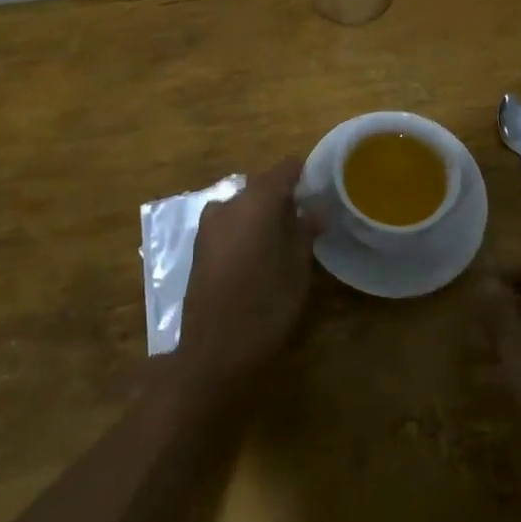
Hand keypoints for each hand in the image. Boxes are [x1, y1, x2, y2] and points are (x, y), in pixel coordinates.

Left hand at [174, 157, 319, 396]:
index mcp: (257, 201)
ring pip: (244, 204)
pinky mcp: (199, 246)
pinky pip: (230, 222)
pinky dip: (246, 228)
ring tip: (284, 237)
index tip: (321, 186)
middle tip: (307, 216)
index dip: (304, 173)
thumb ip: (304, 233)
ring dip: (263, 213)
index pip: (285, 168)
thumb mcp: (297, 269)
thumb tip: (314, 212)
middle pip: (262, 185)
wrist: (213, 352)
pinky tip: (259, 253)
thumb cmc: (265, 305)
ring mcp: (209, 224)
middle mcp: (229, 203)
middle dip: (284, 195)